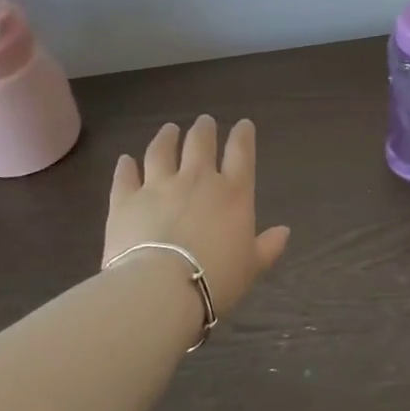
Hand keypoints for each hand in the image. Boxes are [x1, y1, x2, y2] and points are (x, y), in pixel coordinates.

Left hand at [105, 116, 289, 319]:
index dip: (243, 136)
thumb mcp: (251, 266)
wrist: (160, 288)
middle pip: (200, 143)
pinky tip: (125, 160)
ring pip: (161, 151)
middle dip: (204, 129)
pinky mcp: (125, 200)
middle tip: (203, 121)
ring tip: (168, 130)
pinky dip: (125, 166)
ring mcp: (158, 186)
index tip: (243, 124)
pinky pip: (125, 176)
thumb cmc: (216, 278)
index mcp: (233, 192)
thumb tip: (284, 231)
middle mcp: (196, 180)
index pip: (241, 153)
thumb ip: (268, 246)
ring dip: (165, 138)